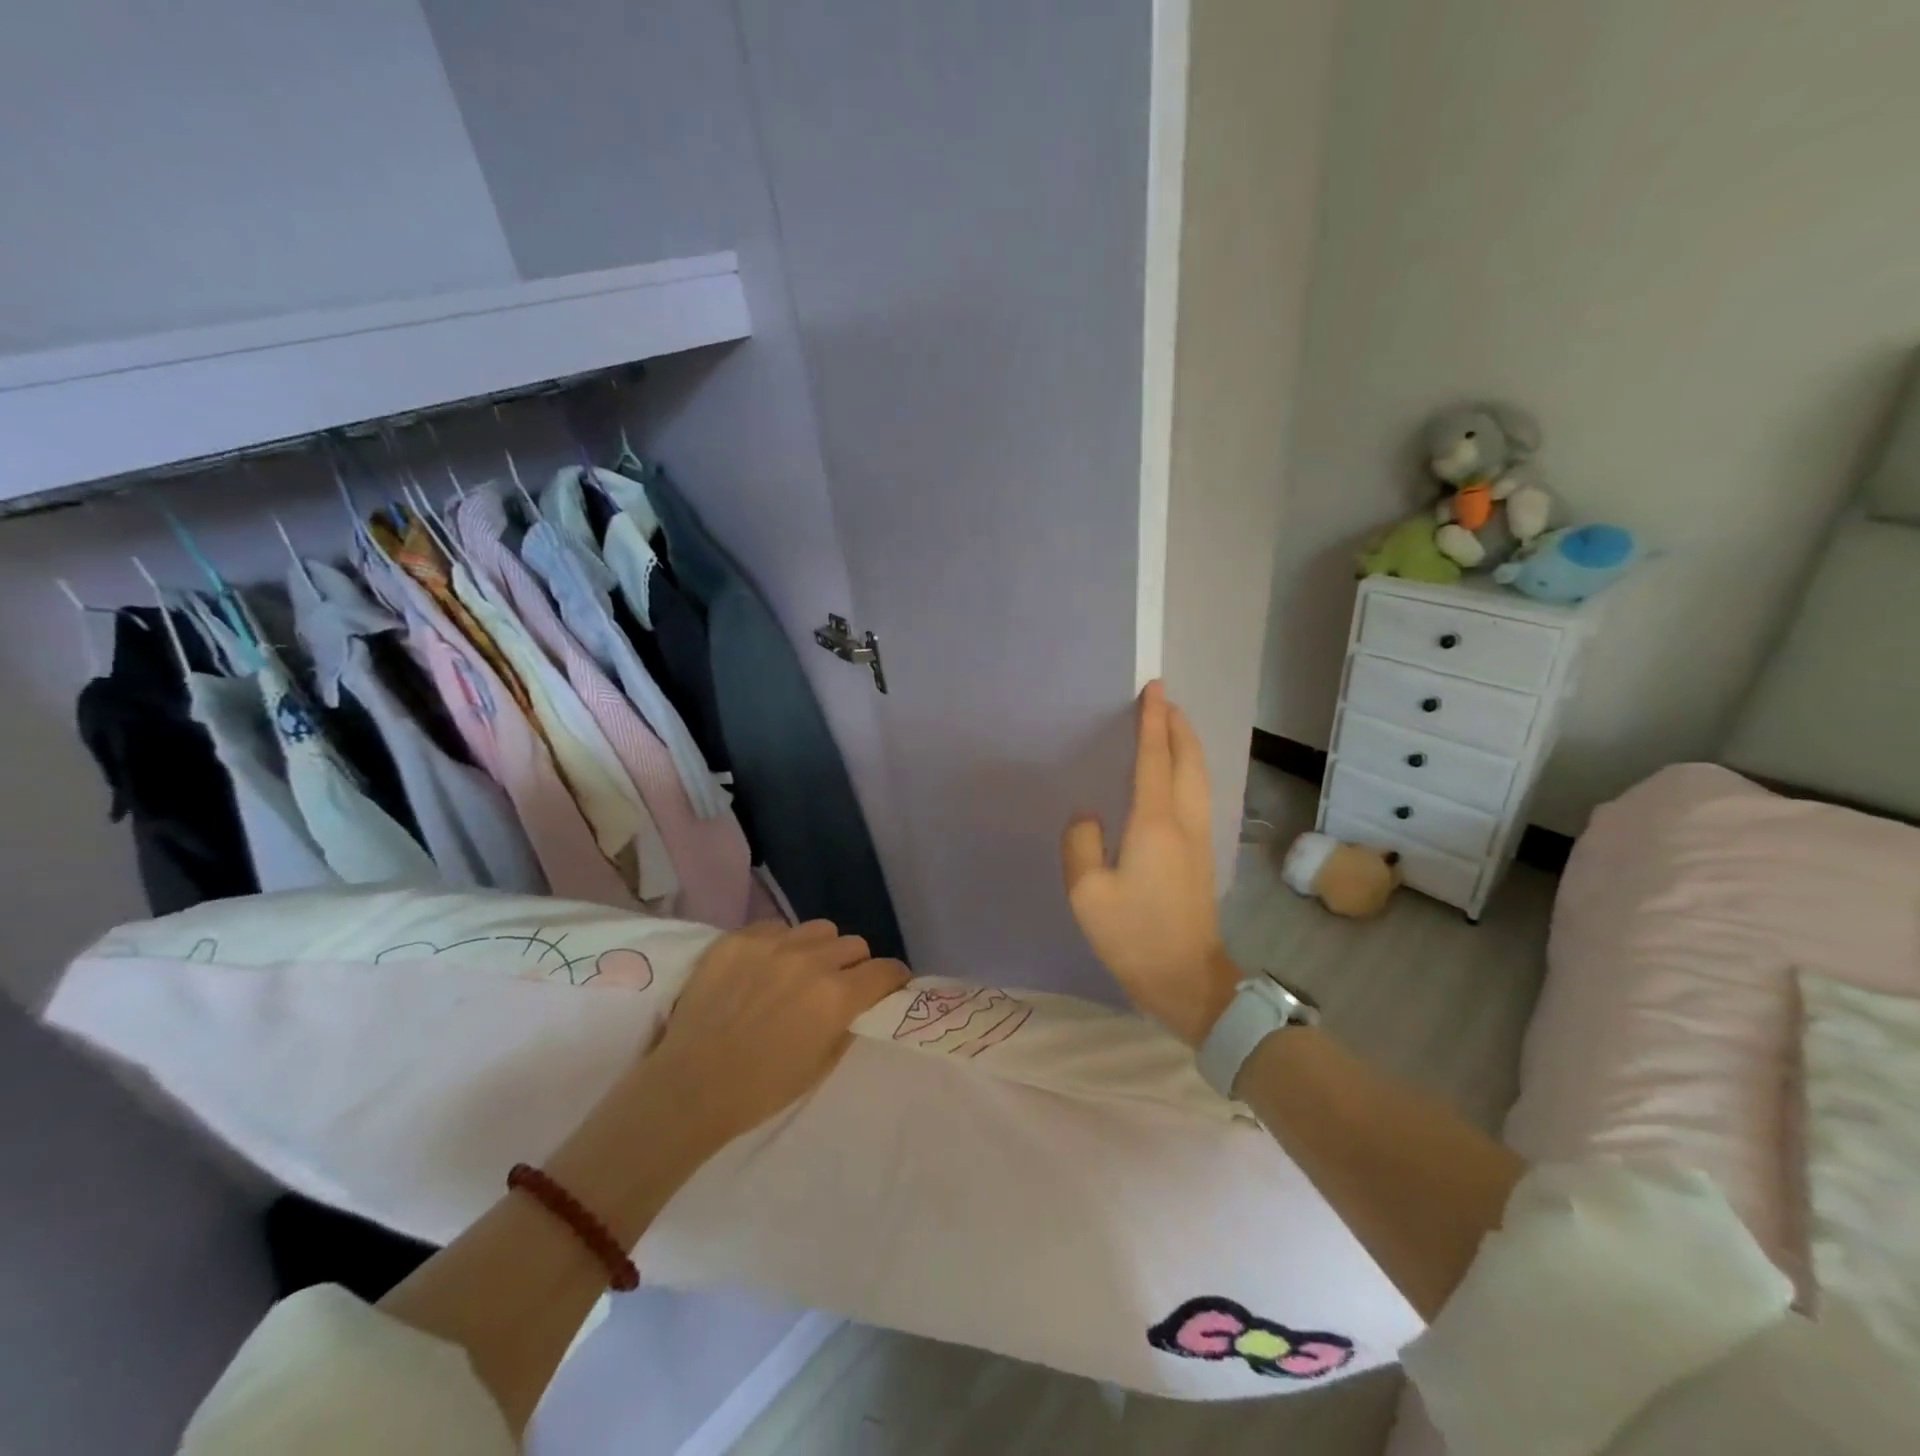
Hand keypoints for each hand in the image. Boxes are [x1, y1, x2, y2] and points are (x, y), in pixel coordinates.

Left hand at [643, 920, 908, 1149]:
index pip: (886, 970)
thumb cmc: (761, 1089)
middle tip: (838, 985)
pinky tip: (764, 967)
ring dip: (820, 949)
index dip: (893, 979)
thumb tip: (859, 1005)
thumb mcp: (821, 1066)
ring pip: (819, 929)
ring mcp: (773, 944)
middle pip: (855, 945)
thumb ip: (847, 1025)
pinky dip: (780, 944)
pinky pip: (776, 927)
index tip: (888, 987)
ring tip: (800, 970)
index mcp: (837, 996)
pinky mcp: (739, 938)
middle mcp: (811, 960)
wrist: (690, 1086)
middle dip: (854, 965)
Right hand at [1061, 681, 1238, 1045]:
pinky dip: (1188, 770)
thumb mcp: (1087, 893)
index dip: (1153, 722)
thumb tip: (1089, 817)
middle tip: (1163, 701)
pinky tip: (1176, 776)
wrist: (1187, 979)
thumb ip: (1081, 844)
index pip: (1154, 759)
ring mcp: (1198, 839)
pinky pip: (1196, 795)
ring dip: (1186, 746)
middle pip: (1188, 760)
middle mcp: (1183, 822)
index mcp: (1155, 824)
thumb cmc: (1134, 935)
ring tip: (1171, 727)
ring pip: (1198, 777)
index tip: (1154, 688)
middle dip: (1177, 726)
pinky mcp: (1201, 856)